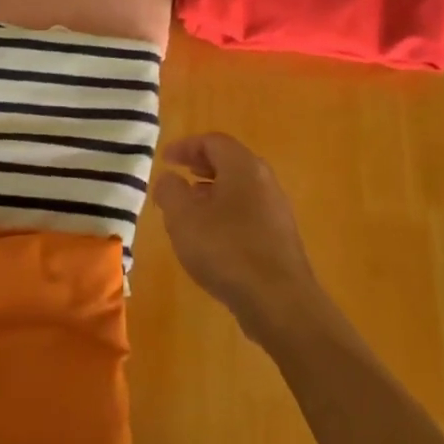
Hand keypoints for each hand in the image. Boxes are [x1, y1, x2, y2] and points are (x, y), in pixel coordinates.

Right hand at [153, 133, 324, 341]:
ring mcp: (276, 211)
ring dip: (212, 192)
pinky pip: (248, 213)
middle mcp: (265, 182)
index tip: (164, 159)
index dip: (186, 146)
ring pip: (240, 189)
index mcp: (243, 167)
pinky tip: (211, 237)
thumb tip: (169, 178)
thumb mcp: (183, 217)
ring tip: (189, 208)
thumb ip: (170, 191)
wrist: (279, 301)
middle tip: (178, 176)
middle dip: (200, 166)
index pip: (213, 142)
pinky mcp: (279, 238)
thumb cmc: (226, 249)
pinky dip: (225, 213)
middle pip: (230, 162)